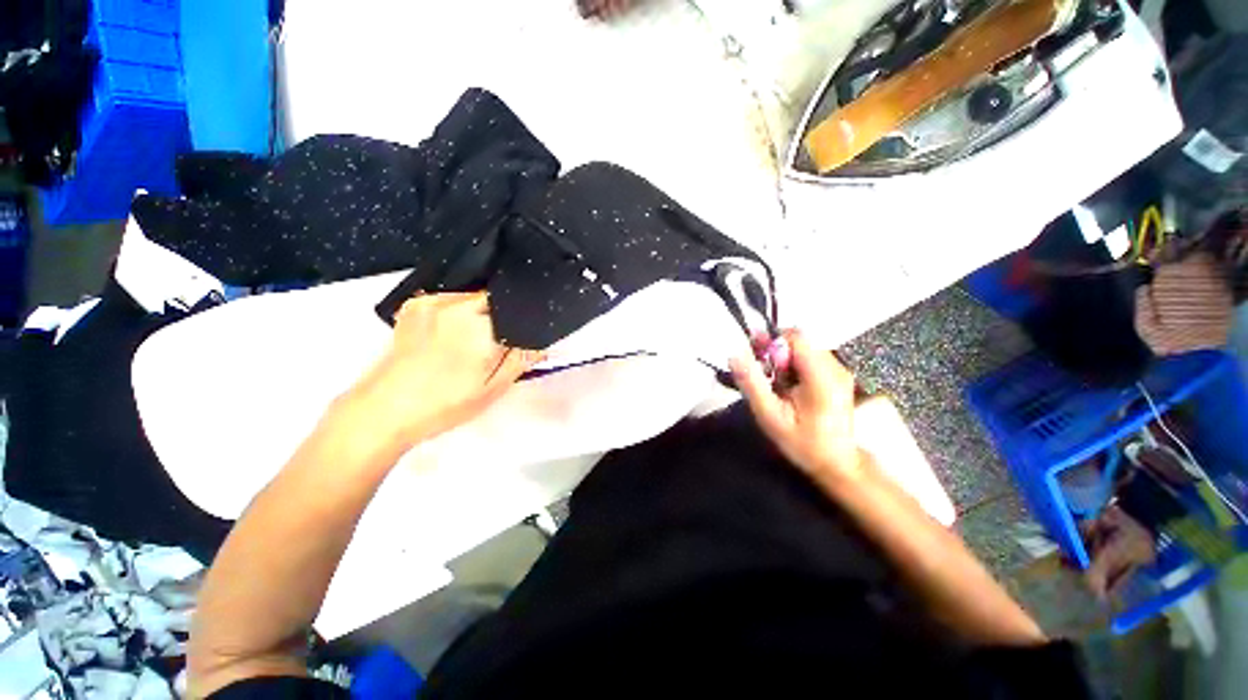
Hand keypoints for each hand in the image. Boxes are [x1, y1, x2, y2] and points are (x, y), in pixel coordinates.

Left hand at [346, 291, 542, 449]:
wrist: (381, 411)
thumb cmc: (443, 404)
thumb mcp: (492, 388)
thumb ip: (521, 360)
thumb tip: (542, 343)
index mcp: (479, 324)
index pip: (517, 308)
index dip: (526, 322)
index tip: (525, 339)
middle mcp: (456, 304)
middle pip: (496, 299)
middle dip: (505, 319)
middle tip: (499, 347)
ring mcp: (432, 302)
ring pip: (474, 298)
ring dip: (484, 315)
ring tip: (475, 345)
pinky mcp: (415, 306)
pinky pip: (452, 299)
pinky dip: (461, 312)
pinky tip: (455, 337)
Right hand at [729, 330, 862, 480]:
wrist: (838, 463)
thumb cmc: (803, 443)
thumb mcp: (771, 416)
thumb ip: (752, 384)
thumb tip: (734, 355)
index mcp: (822, 377)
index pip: (797, 337)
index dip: (773, 343)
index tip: (758, 360)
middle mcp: (835, 368)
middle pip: (800, 341)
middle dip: (776, 351)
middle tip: (761, 372)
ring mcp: (839, 371)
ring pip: (804, 348)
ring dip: (783, 358)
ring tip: (773, 383)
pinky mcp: (837, 375)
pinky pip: (810, 357)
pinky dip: (793, 364)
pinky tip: (787, 385)